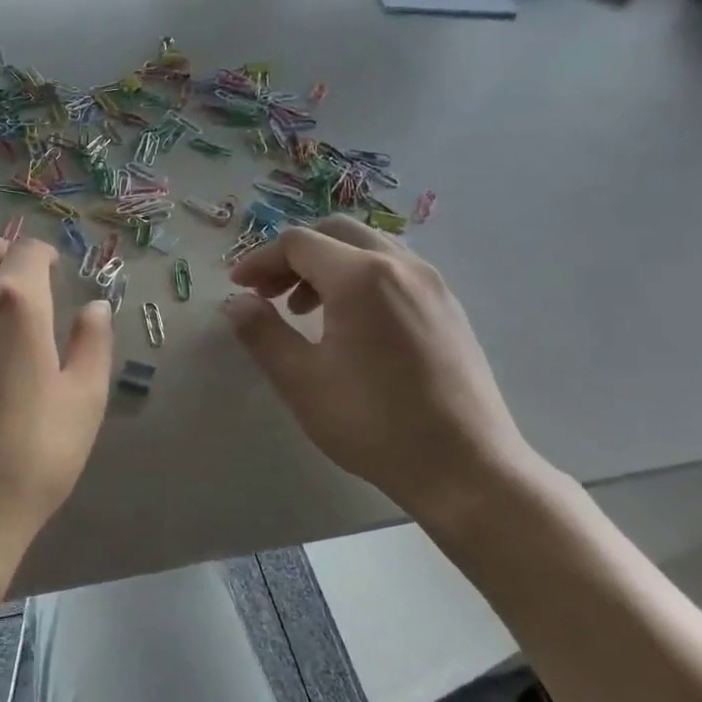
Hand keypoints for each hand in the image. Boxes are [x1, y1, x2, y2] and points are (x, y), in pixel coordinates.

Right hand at [224, 216, 540, 520]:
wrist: (467, 468)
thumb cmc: (374, 424)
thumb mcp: (302, 381)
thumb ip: (262, 333)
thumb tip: (234, 302)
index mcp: (362, 277)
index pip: (298, 243)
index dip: (260, 260)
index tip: (238, 287)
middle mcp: (401, 266)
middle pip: (335, 232)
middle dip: (292, 256)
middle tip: (267, 294)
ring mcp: (432, 284)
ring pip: (367, 247)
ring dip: (326, 265)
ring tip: (304, 310)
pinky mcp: (448, 306)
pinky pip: (394, 269)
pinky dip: (359, 277)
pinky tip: (349, 323)